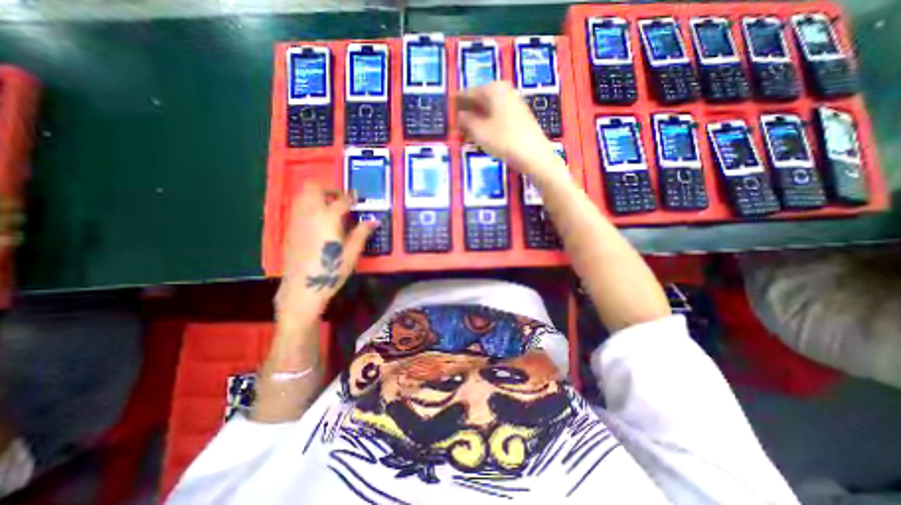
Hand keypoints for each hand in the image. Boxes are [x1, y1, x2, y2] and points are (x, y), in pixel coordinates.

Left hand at [275, 183, 373, 325]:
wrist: (302, 288)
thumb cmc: (331, 271)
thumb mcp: (352, 253)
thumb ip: (362, 233)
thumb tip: (374, 221)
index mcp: (328, 218)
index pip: (341, 200)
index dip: (351, 197)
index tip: (358, 198)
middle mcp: (309, 214)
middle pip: (313, 187)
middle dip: (328, 188)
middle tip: (340, 199)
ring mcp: (296, 220)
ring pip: (301, 195)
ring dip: (316, 195)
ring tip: (328, 207)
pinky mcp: (288, 229)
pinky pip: (296, 207)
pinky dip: (307, 205)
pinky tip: (317, 221)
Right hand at [459, 81, 556, 174]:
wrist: (534, 155)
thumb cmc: (504, 140)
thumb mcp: (479, 131)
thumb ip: (466, 120)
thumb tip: (460, 115)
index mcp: (493, 89)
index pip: (468, 93)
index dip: (457, 104)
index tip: (448, 113)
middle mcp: (504, 91)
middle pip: (479, 100)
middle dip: (467, 113)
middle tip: (457, 127)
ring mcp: (514, 103)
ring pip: (488, 110)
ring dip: (476, 121)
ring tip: (467, 135)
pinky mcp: (519, 117)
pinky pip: (497, 117)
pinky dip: (487, 125)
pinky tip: (482, 136)